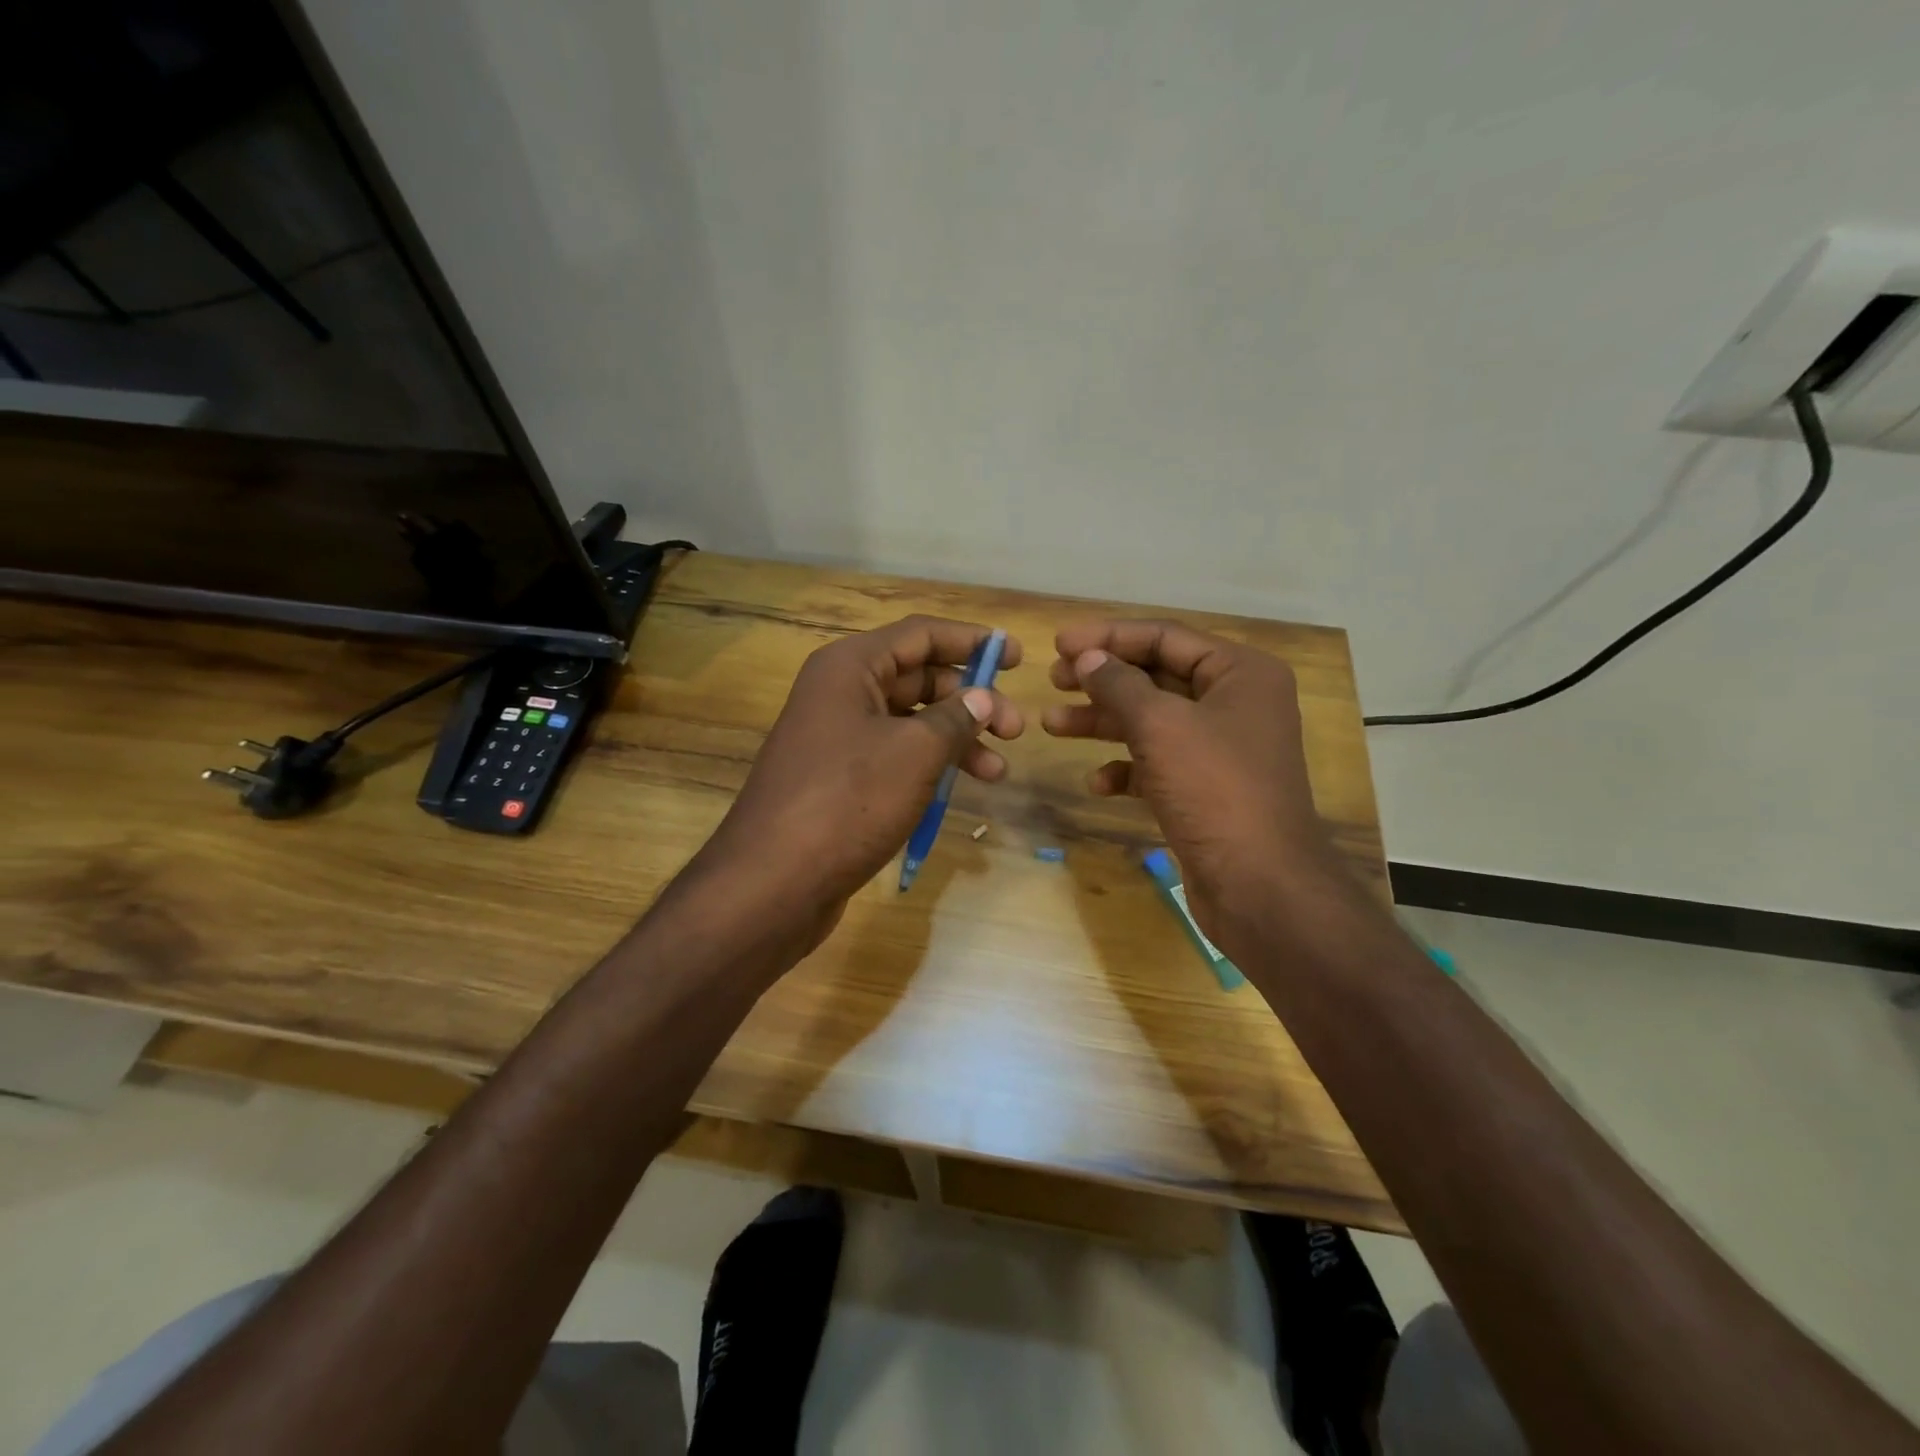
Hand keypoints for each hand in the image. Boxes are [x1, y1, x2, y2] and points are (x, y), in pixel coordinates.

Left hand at [693, 616, 1024, 943]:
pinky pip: (894, 756)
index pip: (921, 634)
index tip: (1017, 657)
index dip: (971, 641)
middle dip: (970, 699)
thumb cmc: (848, 801)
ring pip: (909, 722)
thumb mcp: (914, 753)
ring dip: (956, 739)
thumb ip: (955, 718)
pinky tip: (958, 790)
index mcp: (850, 667)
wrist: (773, 883)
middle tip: (1015, 728)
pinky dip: (928, 766)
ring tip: (997, 771)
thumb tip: (983, 697)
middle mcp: (840, 693)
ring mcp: (836, 738)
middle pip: (918, 678)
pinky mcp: (839, 779)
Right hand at [1042, 619, 1347, 949]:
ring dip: (1103, 722)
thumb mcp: (1160, 726)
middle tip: (1053, 680)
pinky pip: (1157, 764)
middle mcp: (1235, 703)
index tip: (1058, 643)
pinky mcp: (1205, 788)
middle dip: (1102, 680)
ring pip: (1151, 722)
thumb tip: (1087, 658)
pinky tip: (1096, 783)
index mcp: (1240, 673)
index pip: (1165, 637)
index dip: (1109, 638)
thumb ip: (1119, 685)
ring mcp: (1220, 749)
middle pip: (1156, 677)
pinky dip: (1125, 768)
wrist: (1259, 884)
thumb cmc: (1214, 789)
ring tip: (1052, 724)